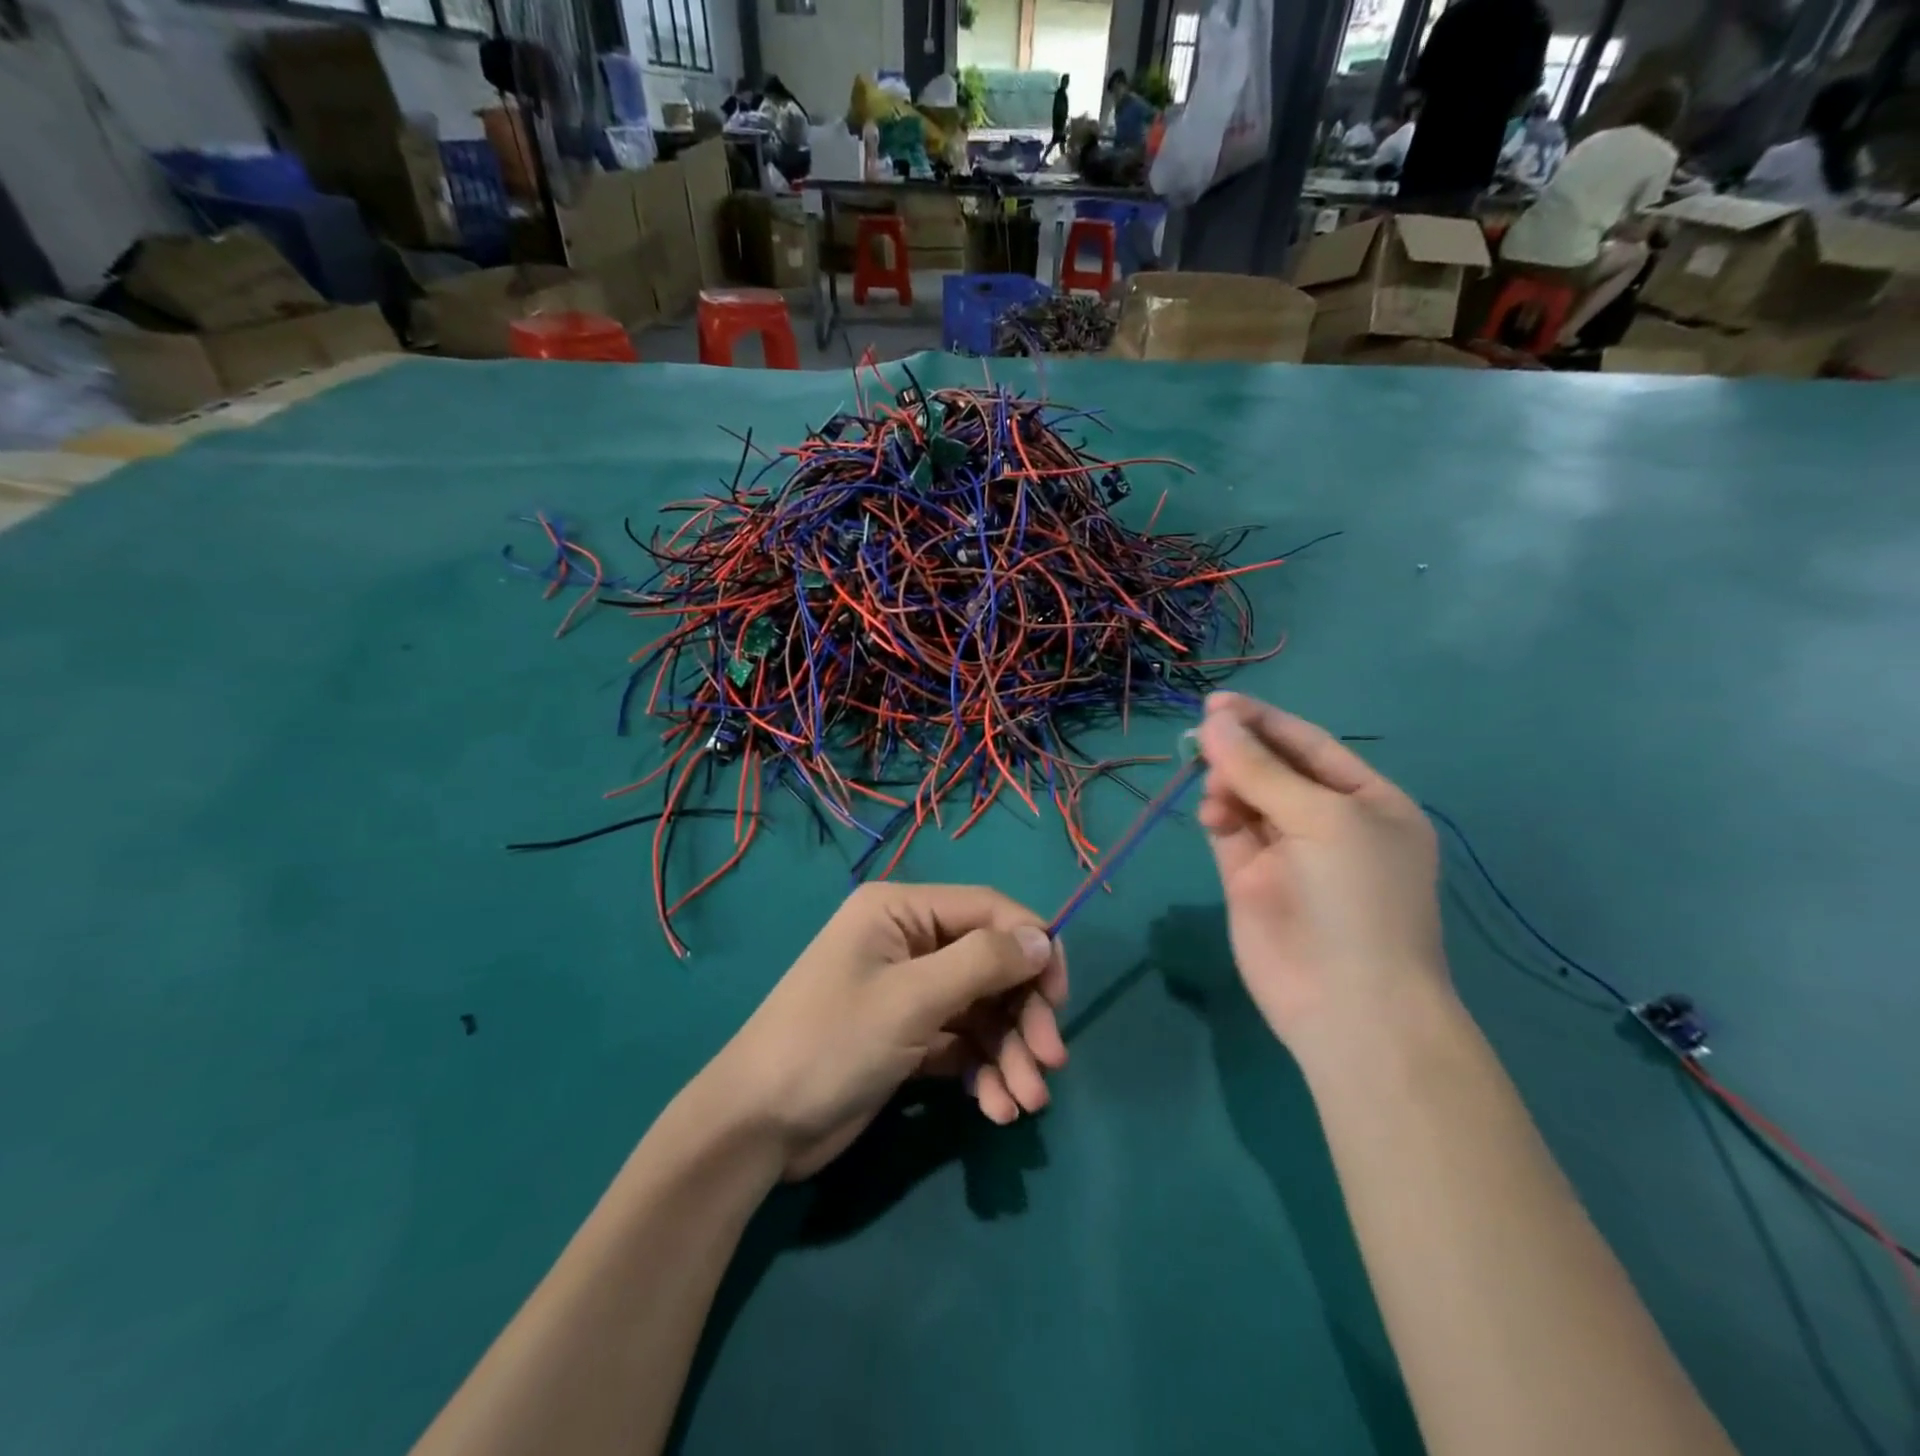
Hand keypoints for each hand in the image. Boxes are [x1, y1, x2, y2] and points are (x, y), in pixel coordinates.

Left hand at [699, 882, 1068, 1179]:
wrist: (757, 1127)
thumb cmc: (831, 1044)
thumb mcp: (911, 1000)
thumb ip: (982, 963)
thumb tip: (1043, 937)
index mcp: (901, 910)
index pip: (989, 910)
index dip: (1033, 948)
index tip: (1060, 999)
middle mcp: (909, 941)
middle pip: (991, 965)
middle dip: (1023, 1014)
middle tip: (1050, 1063)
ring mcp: (909, 991)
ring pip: (982, 1010)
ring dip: (1010, 1053)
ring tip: (1024, 1103)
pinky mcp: (908, 1036)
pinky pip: (962, 1042)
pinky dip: (984, 1072)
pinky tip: (996, 1108)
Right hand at [1195, 693, 1446, 1050]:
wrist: (1347, 1005)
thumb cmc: (1355, 898)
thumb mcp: (1321, 819)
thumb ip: (1261, 769)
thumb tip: (1213, 722)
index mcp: (1367, 801)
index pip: (1310, 745)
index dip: (1265, 721)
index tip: (1217, 703)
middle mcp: (1328, 821)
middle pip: (1274, 768)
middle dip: (1240, 750)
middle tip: (1202, 737)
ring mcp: (1287, 851)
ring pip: (1246, 797)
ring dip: (1227, 783)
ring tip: (1215, 792)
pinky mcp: (1250, 879)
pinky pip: (1230, 830)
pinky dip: (1218, 815)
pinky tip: (1213, 814)